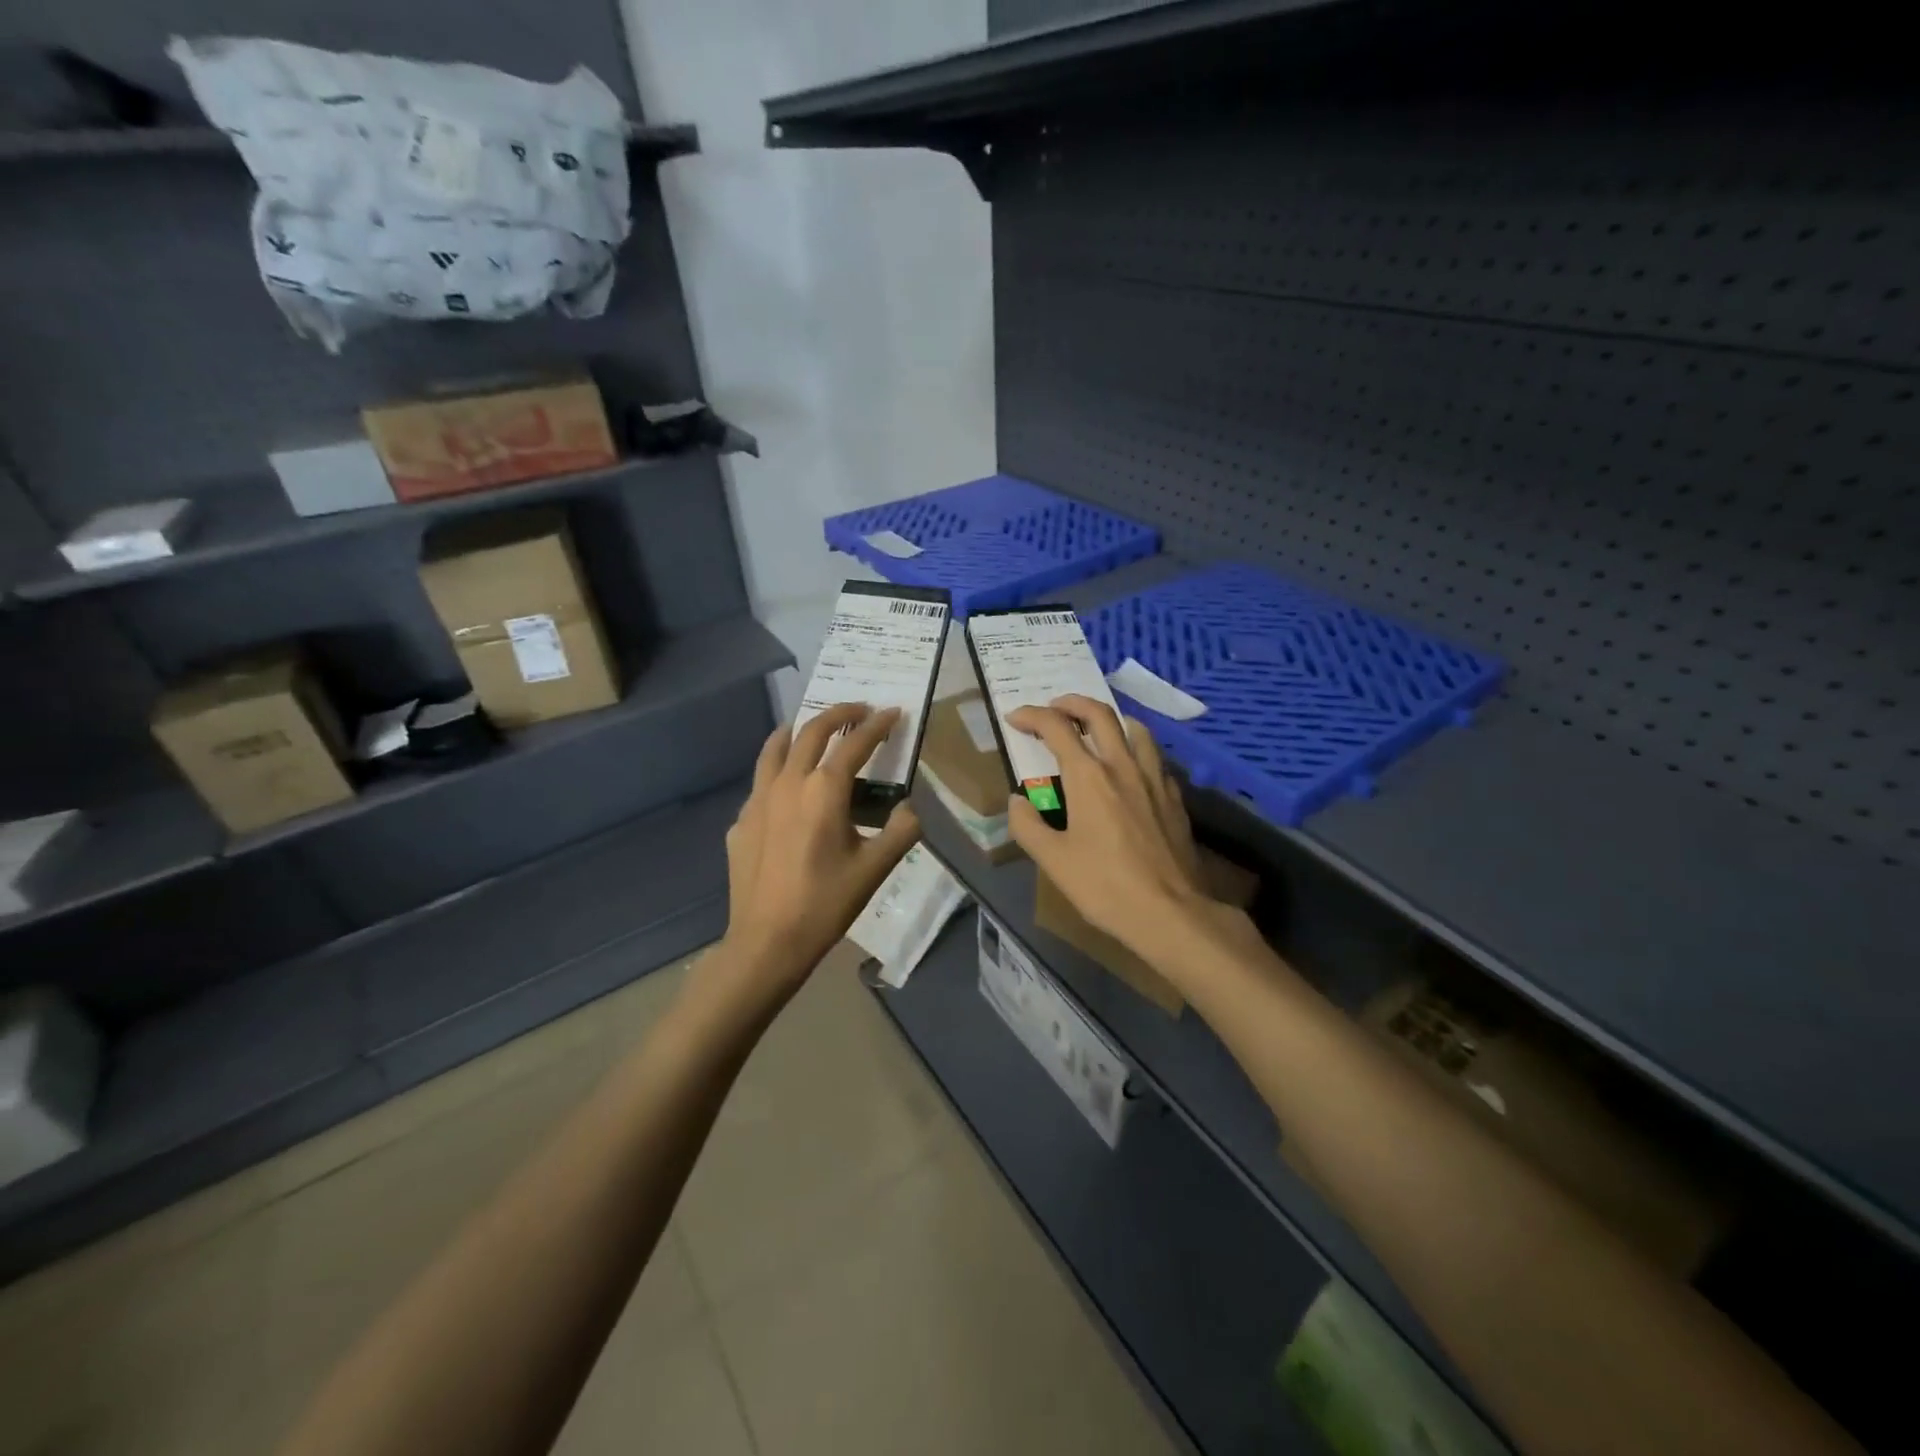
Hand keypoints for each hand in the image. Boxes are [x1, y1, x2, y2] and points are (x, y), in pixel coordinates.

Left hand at [714, 703, 920, 1006]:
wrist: (767, 941)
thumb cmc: (825, 903)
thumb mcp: (875, 869)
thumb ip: (901, 831)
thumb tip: (911, 808)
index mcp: (824, 790)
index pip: (855, 743)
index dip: (877, 725)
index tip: (892, 712)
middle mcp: (788, 783)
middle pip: (812, 732)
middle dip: (838, 713)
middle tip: (858, 709)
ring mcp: (758, 800)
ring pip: (775, 748)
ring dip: (797, 730)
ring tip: (809, 726)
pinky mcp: (741, 821)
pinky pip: (760, 781)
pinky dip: (777, 768)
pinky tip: (785, 786)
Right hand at [1006, 695, 1208, 957]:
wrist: (1170, 912)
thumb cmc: (1105, 886)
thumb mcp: (1053, 861)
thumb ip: (1027, 826)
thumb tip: (1017, 801)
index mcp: (1088, 777)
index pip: (1056, 728)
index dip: (1032, 716)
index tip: (1015, 718)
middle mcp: (1122, 766)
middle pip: (1099, 714)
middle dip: (1071, 702)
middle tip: (1054, 706)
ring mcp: (1154, 778)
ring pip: (1134, 728)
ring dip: (1110, 718)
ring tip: (1095, 727)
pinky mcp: (1174, 797)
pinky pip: (1153, 756)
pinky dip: (1135, 748)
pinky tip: (1130, 767)